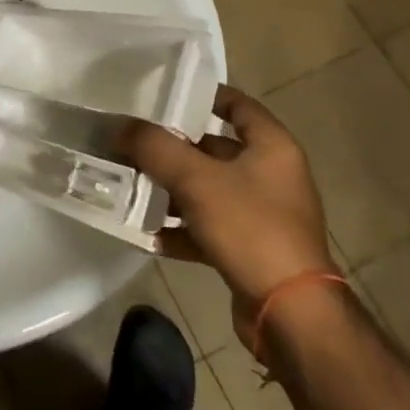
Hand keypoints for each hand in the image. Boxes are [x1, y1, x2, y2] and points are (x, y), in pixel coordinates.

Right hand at [120, 86, 336, 336]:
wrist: (291, 316)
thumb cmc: (251, 228)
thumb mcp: (196, 179)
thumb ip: (154, 147)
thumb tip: (118, 127)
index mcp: (272, 147)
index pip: (236, 104)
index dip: (201, 94)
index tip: (162, 93)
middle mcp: (272, 175)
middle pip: (214, 149)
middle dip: (173, 147)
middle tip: (133, 140)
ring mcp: (263, 215)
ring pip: (208, 189)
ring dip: (172, 189)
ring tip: (130, 184)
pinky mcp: (251, 250)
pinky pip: (208, 227)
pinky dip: (180, 228)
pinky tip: (147, 233)